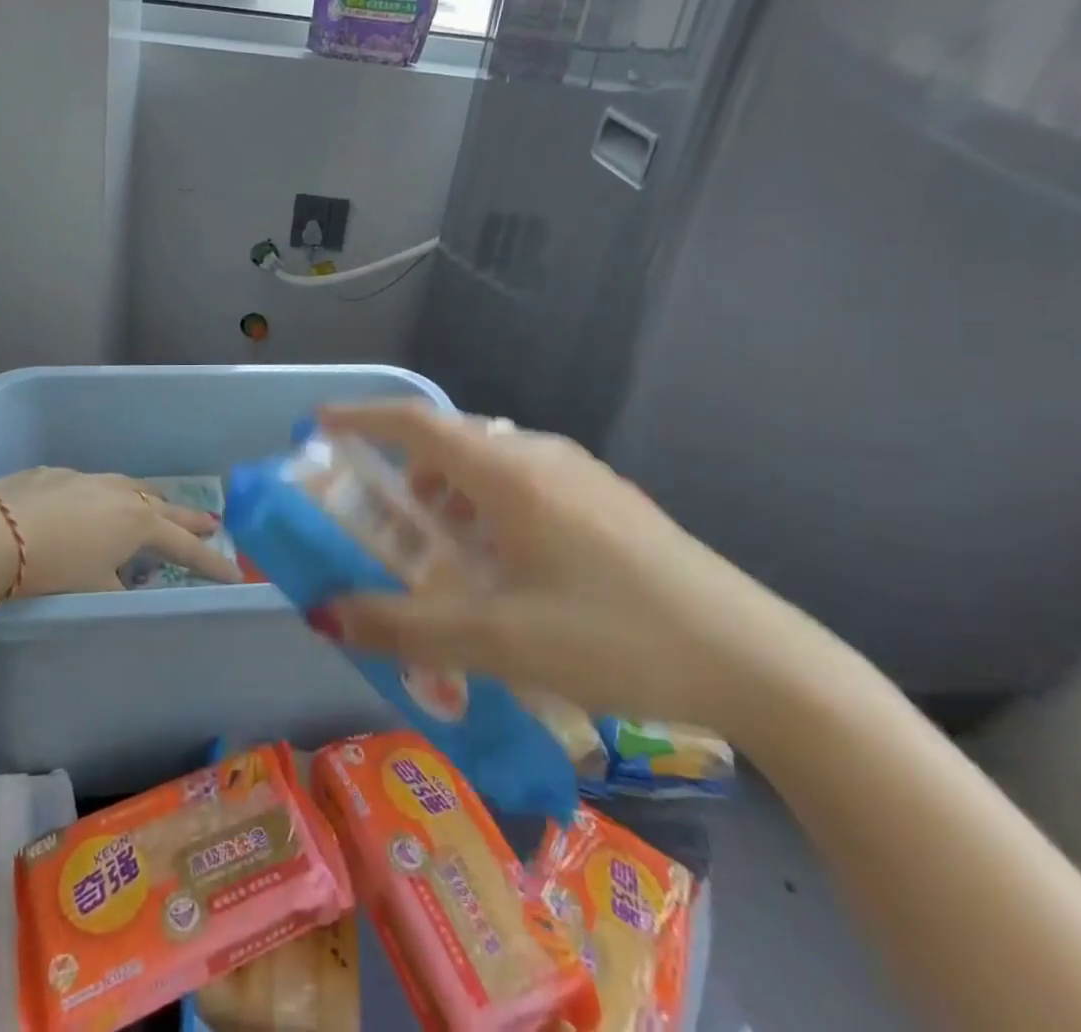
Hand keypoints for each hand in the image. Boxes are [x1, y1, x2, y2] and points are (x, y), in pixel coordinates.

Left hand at [0, 468, 240, 596]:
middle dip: (189, 520)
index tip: (236, 574)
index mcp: (138, 522)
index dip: (211, 563)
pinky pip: (93, 486)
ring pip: (130, 487)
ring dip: (148, 501)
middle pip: (165, 506)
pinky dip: (103, 498)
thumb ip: (118, 590)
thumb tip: (126, 588)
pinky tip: (89, 507)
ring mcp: (88, 478)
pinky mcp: (56, 474)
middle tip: (211, 525)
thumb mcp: (92, 591)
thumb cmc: (51, 569)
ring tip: (155, 508)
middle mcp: (121, 493)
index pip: (185, 547)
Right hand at [312, 401, 818, 736]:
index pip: (418, 424)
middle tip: (387, 521)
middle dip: (407, 474)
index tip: (321, 423)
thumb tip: (325, 613)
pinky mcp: (613, 504)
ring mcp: (585, 477)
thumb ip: (403, 626)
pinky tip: (509, 568)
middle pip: (454, 444)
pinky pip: (528, 486)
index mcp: (511, 474)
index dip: (364, 417)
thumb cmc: (615, 636)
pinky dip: (492, 510)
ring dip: (453, 497)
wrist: (758, 662)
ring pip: (493, 467)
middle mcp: (544, 458)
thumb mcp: (498, 640)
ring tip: (447, 555)